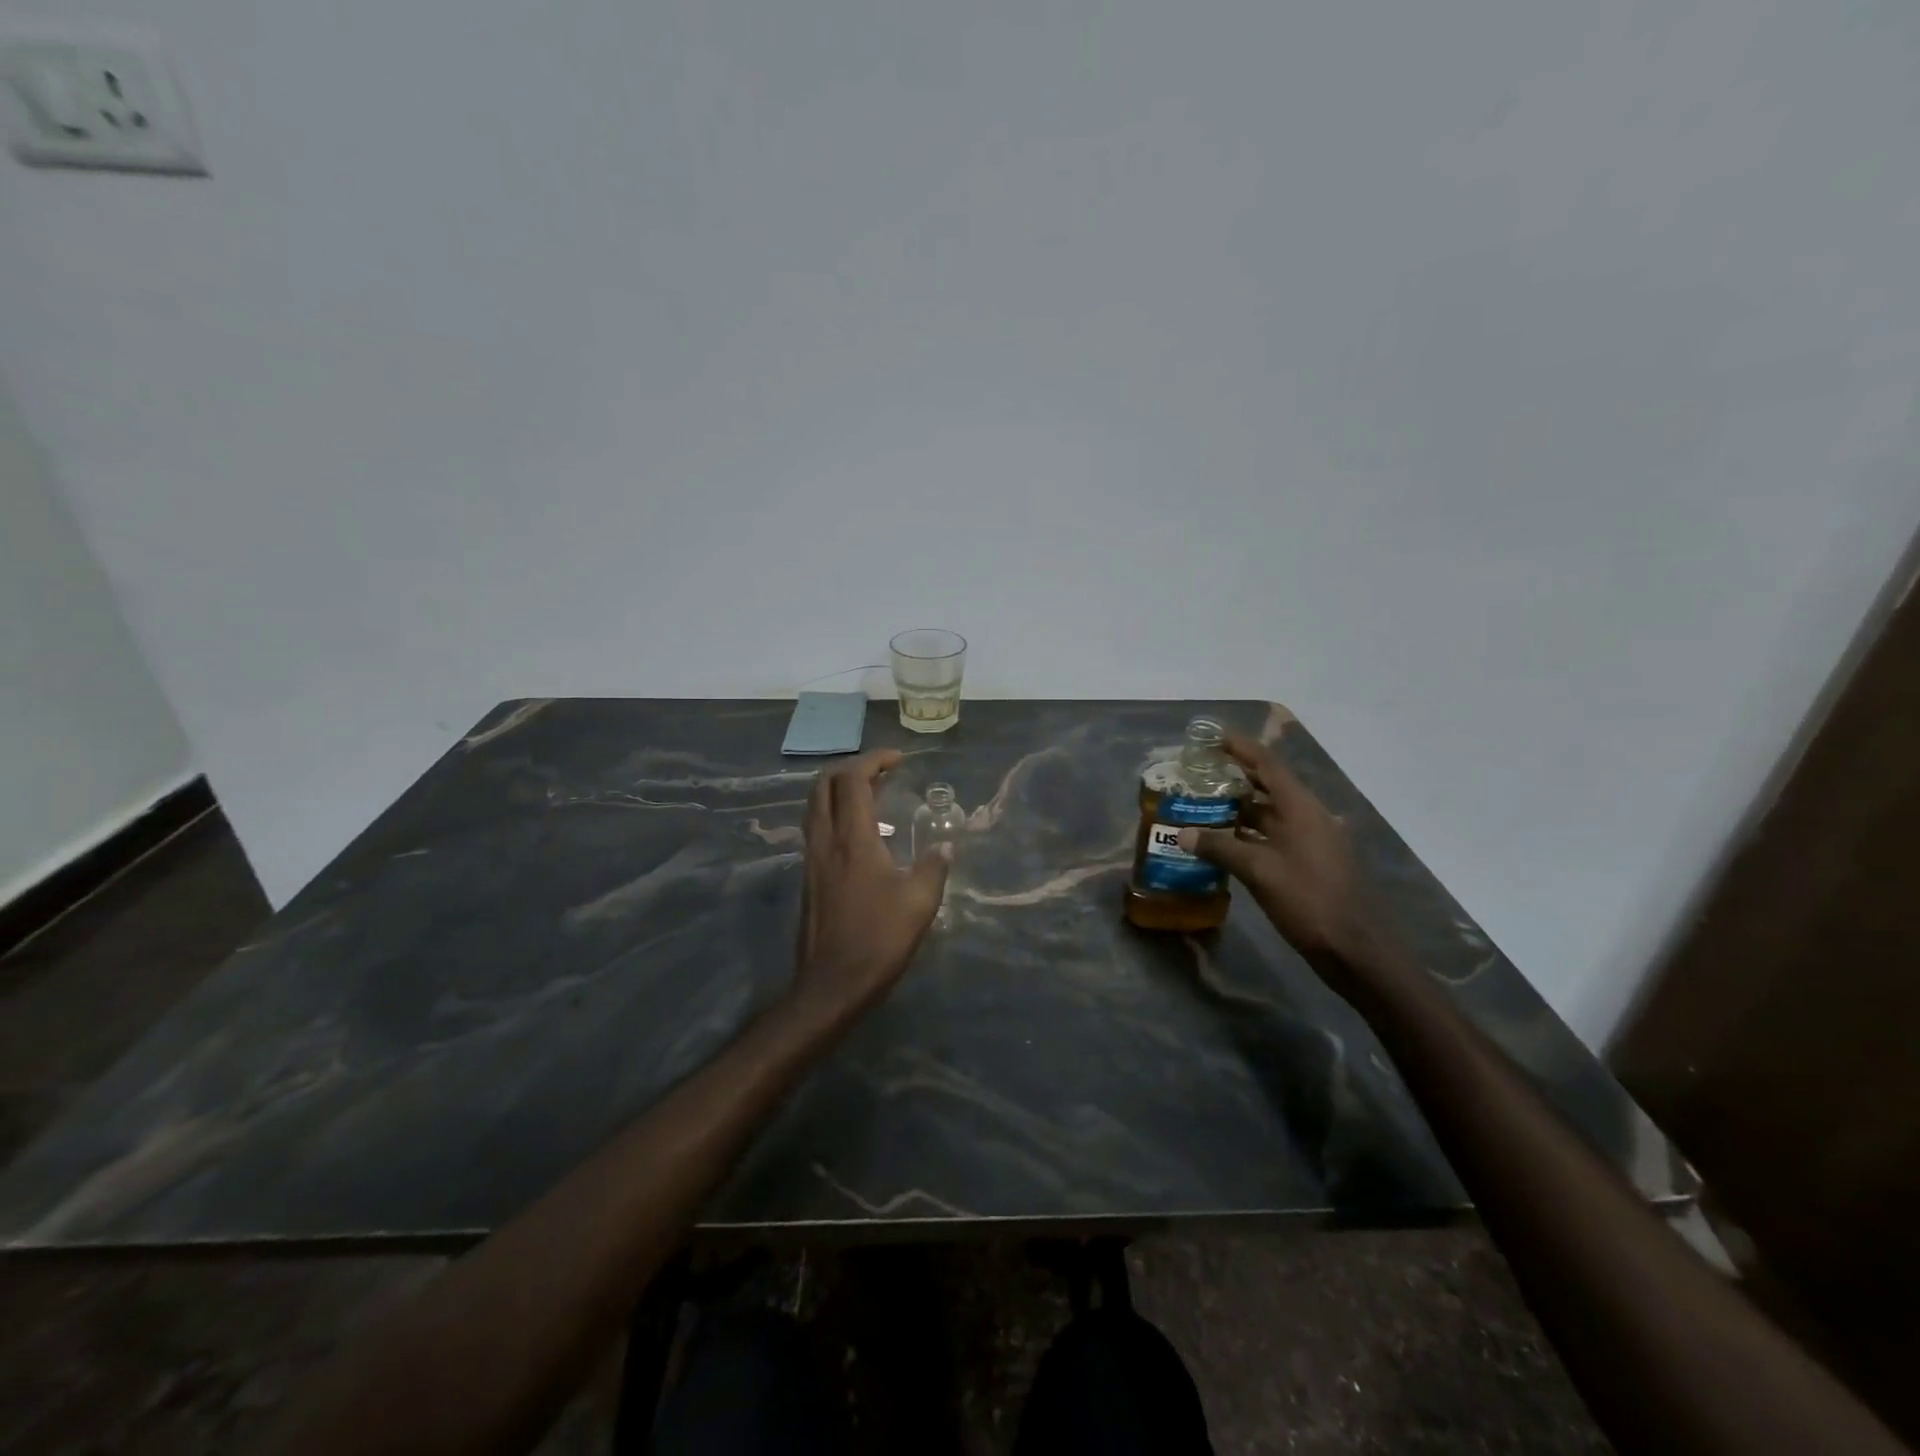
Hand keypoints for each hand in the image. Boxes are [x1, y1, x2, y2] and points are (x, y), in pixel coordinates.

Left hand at [790, 749, 951, 1020]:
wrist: (832, 984)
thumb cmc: (879, 939)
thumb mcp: (920, 903)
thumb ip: (934, 868)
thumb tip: (946, 848)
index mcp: (852, 839)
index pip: (852, 780)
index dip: (874, 761)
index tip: (898, 760)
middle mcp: (824, 840)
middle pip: (823, 784)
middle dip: (850, 768)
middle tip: (881, 772)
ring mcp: (811, 858)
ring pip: (815, 805)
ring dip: (839, 790)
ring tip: (874, 796)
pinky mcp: (808, 876)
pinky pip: (817, 827)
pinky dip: (835, 814)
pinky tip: (862, 835)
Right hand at [1180, 733, 1370, 965]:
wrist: (1355, 950)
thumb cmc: (1309, 901)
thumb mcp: (1259, 871)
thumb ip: (1220, 848)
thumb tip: (1182, 833)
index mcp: (1301, 808)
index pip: (1267, 764)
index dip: (1239, 747)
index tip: (1211, 737)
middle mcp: (1308, 816)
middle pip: (1268, 785)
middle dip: (1235, 776)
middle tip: (1199, 773)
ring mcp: (1311, 841)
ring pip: (1270, 813)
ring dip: (1240, 807)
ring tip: (1203, 804)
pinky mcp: (1309, 863)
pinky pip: (1274, 836)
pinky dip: (1249, 833)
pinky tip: (1224, 842)